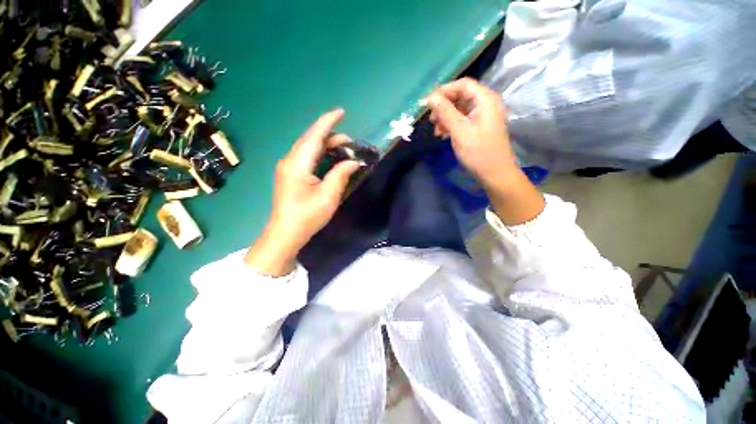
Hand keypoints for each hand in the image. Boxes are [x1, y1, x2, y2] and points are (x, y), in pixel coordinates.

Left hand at [244, 109, 359, 275]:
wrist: (285, 234)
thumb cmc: (307, 216)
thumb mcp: (328, 196)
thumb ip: (341, 174)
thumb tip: (353, 161)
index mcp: (297, 164)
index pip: (314, 136)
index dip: (328, 122)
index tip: (341, 112)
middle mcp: (290, 160)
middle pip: (310, 140)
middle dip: (330, 135)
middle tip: (351, 140)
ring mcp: (288, 168)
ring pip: (308, 148)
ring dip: (325, 145)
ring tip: (344, 147)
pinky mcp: (290, 175)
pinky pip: (306, 157)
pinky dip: (319, 153)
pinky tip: (330, 158)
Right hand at [427, 78, 544, 224]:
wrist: (494, 174)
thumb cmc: (478, 151)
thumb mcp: (459, 130)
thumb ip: (445, 111)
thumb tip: (430, 97)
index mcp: (485, 99)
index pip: (462, 85)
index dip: (443, 91)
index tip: (427, 103)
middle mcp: (485, 104)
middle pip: (460, 96)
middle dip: (443, 106)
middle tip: (431, 120)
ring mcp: (482, 116)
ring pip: (459, 109)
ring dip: (445, 117)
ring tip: (436, 131)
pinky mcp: (479, 127)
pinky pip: (462, 120)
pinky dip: (451, 125)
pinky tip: (443, 135)